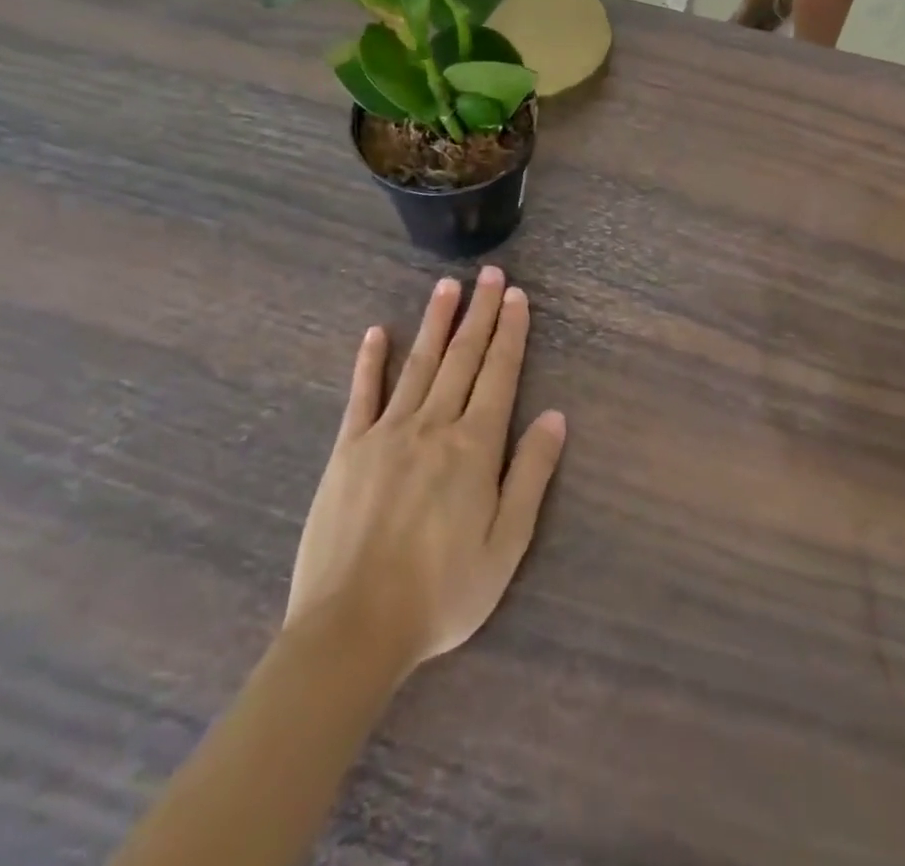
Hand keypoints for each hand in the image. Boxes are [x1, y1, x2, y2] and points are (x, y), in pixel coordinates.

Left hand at [285, 269, 565, 672]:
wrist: (353, 629)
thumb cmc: (442, 592)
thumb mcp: (506, 544)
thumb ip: (531, 474)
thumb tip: (556, 416)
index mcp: (474, 446)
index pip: (499, 374)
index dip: (511, 332)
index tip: (517, 296)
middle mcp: (433, 426)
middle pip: (463, 357)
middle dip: (480, 313)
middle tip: (490, 274)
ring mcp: (386, 433)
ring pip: (419, 364)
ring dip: (436, 322)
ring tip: (448, 286)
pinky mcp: (348, 450)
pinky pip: (362, 394)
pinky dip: (371, 361)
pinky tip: (378, 332)